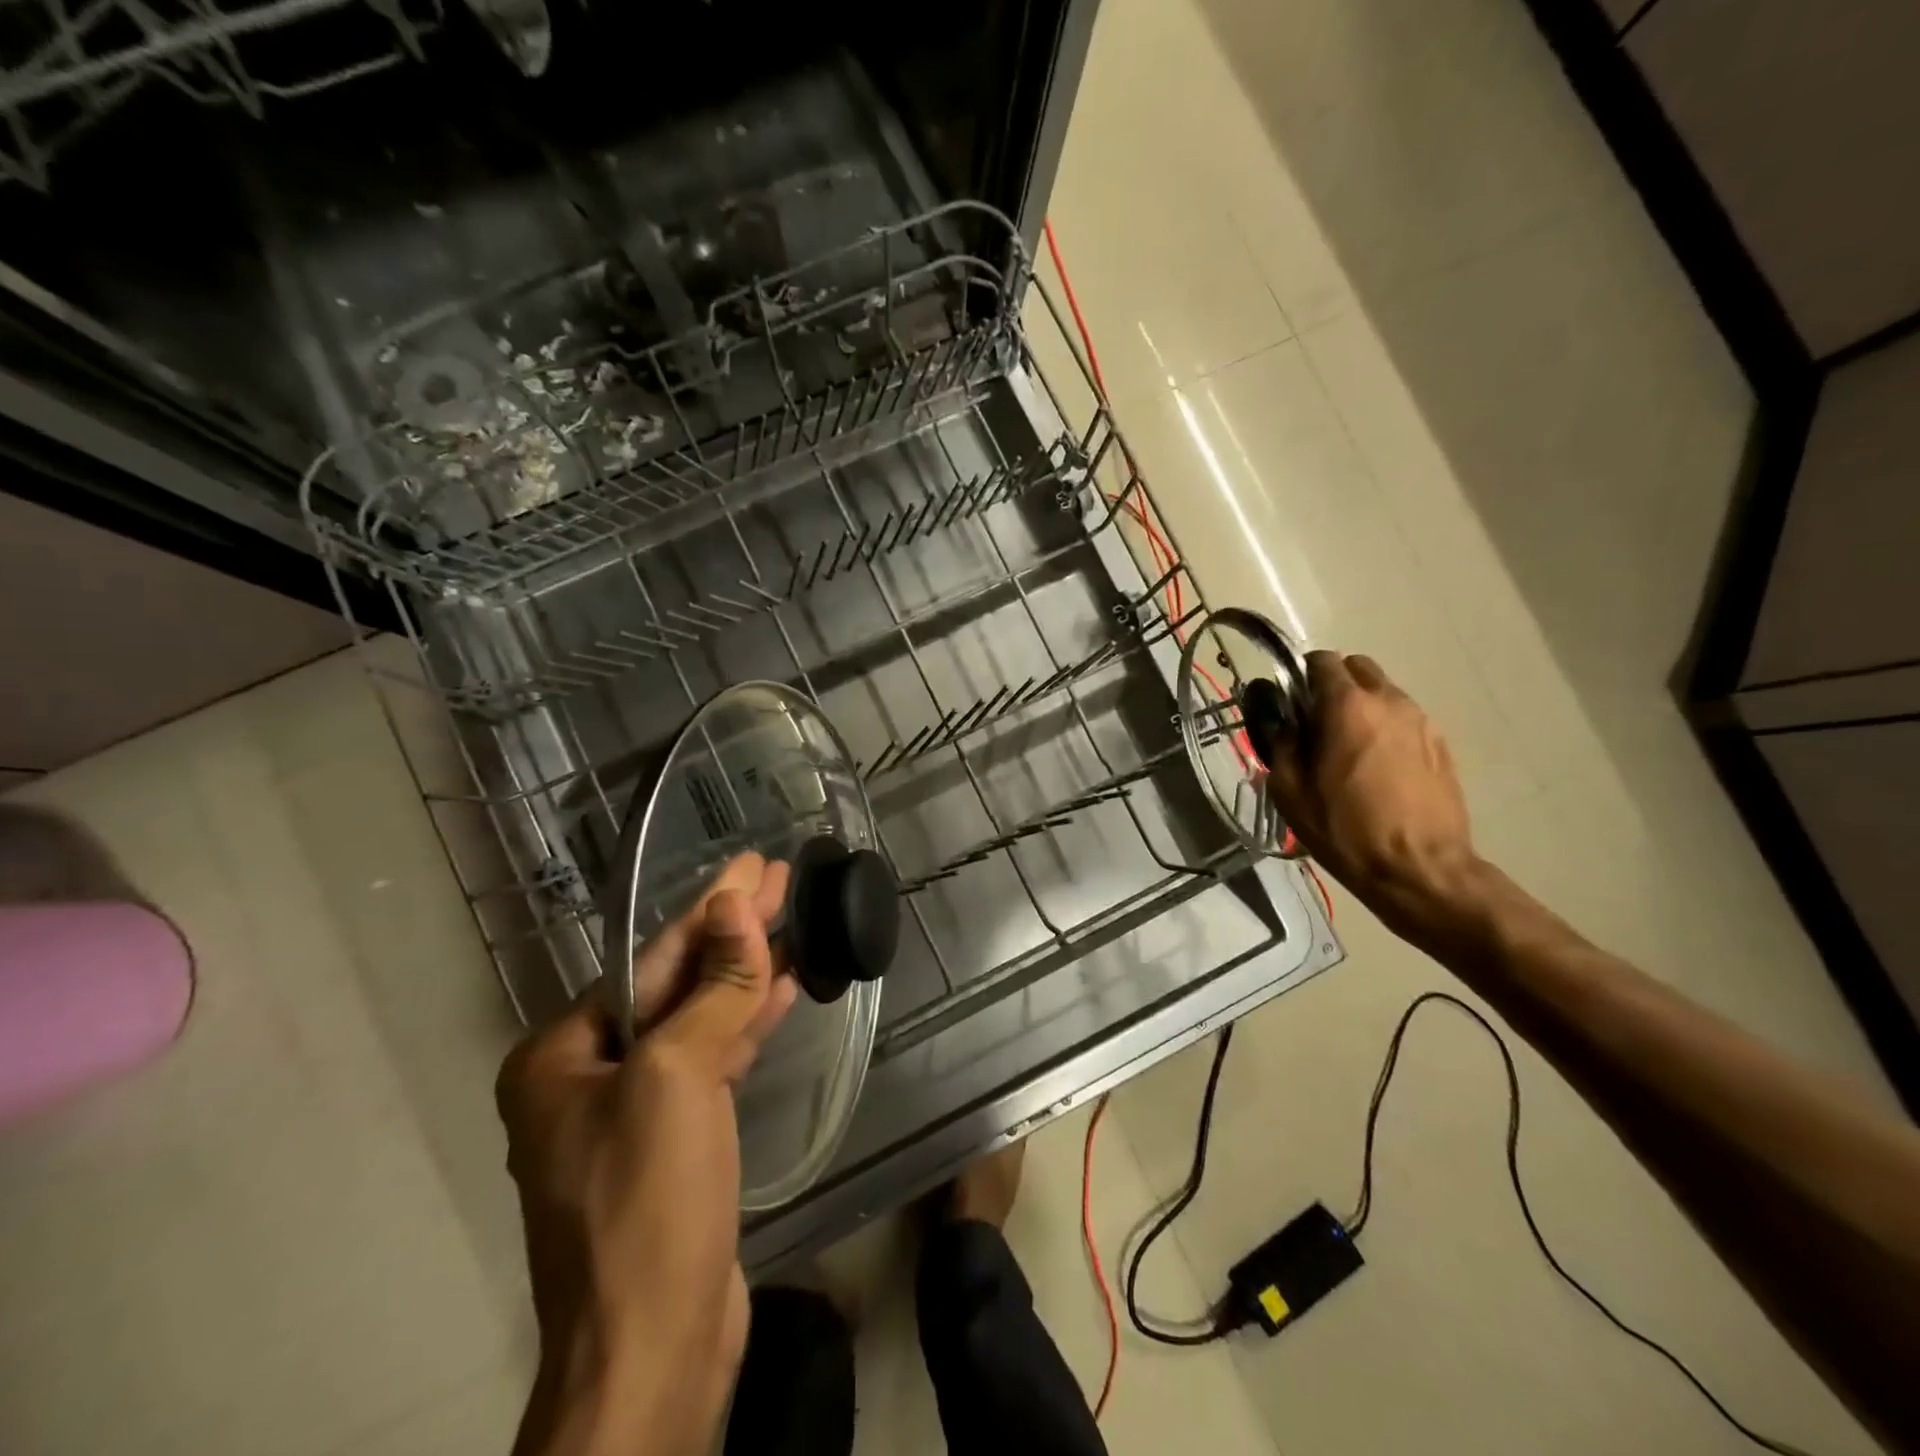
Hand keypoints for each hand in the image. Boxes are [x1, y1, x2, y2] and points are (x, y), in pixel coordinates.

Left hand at [496, 853, 796, 1455]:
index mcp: (562, 1056)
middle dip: (731, 931)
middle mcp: (589, 1076)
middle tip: (779, 878)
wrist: (655, 1352)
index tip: (754, 865)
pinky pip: (714, 1060)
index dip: (711, 908)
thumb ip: (713, 987)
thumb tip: (736, 906)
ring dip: (746, 973)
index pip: (650, 959)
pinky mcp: (676, 1141)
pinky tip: (784, 990)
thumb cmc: (648, 1202)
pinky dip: (748, 1024)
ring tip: (792, 922)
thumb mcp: (679, 1077)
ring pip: (699, 1020)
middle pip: (675, 983)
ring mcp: (634, 1111)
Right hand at [1264, 652, 1479, 924]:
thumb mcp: (1290, 791)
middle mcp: (1388, 701)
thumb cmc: (1345, 829)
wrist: (1419, 868)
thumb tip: (1281, 720)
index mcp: (1347, 706)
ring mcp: (1421, 721)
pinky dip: (1386, 728)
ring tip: (1348, 748)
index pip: (1322, 661)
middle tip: (1318, 720)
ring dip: (1362, 706)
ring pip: (1384, 692)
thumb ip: (1281, 744)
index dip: (1301, 675)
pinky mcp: (1440, 744)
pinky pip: (1404, 719)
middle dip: (1335, 683)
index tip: (1291, 701)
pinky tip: (1377, 767)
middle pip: (1358, 667)